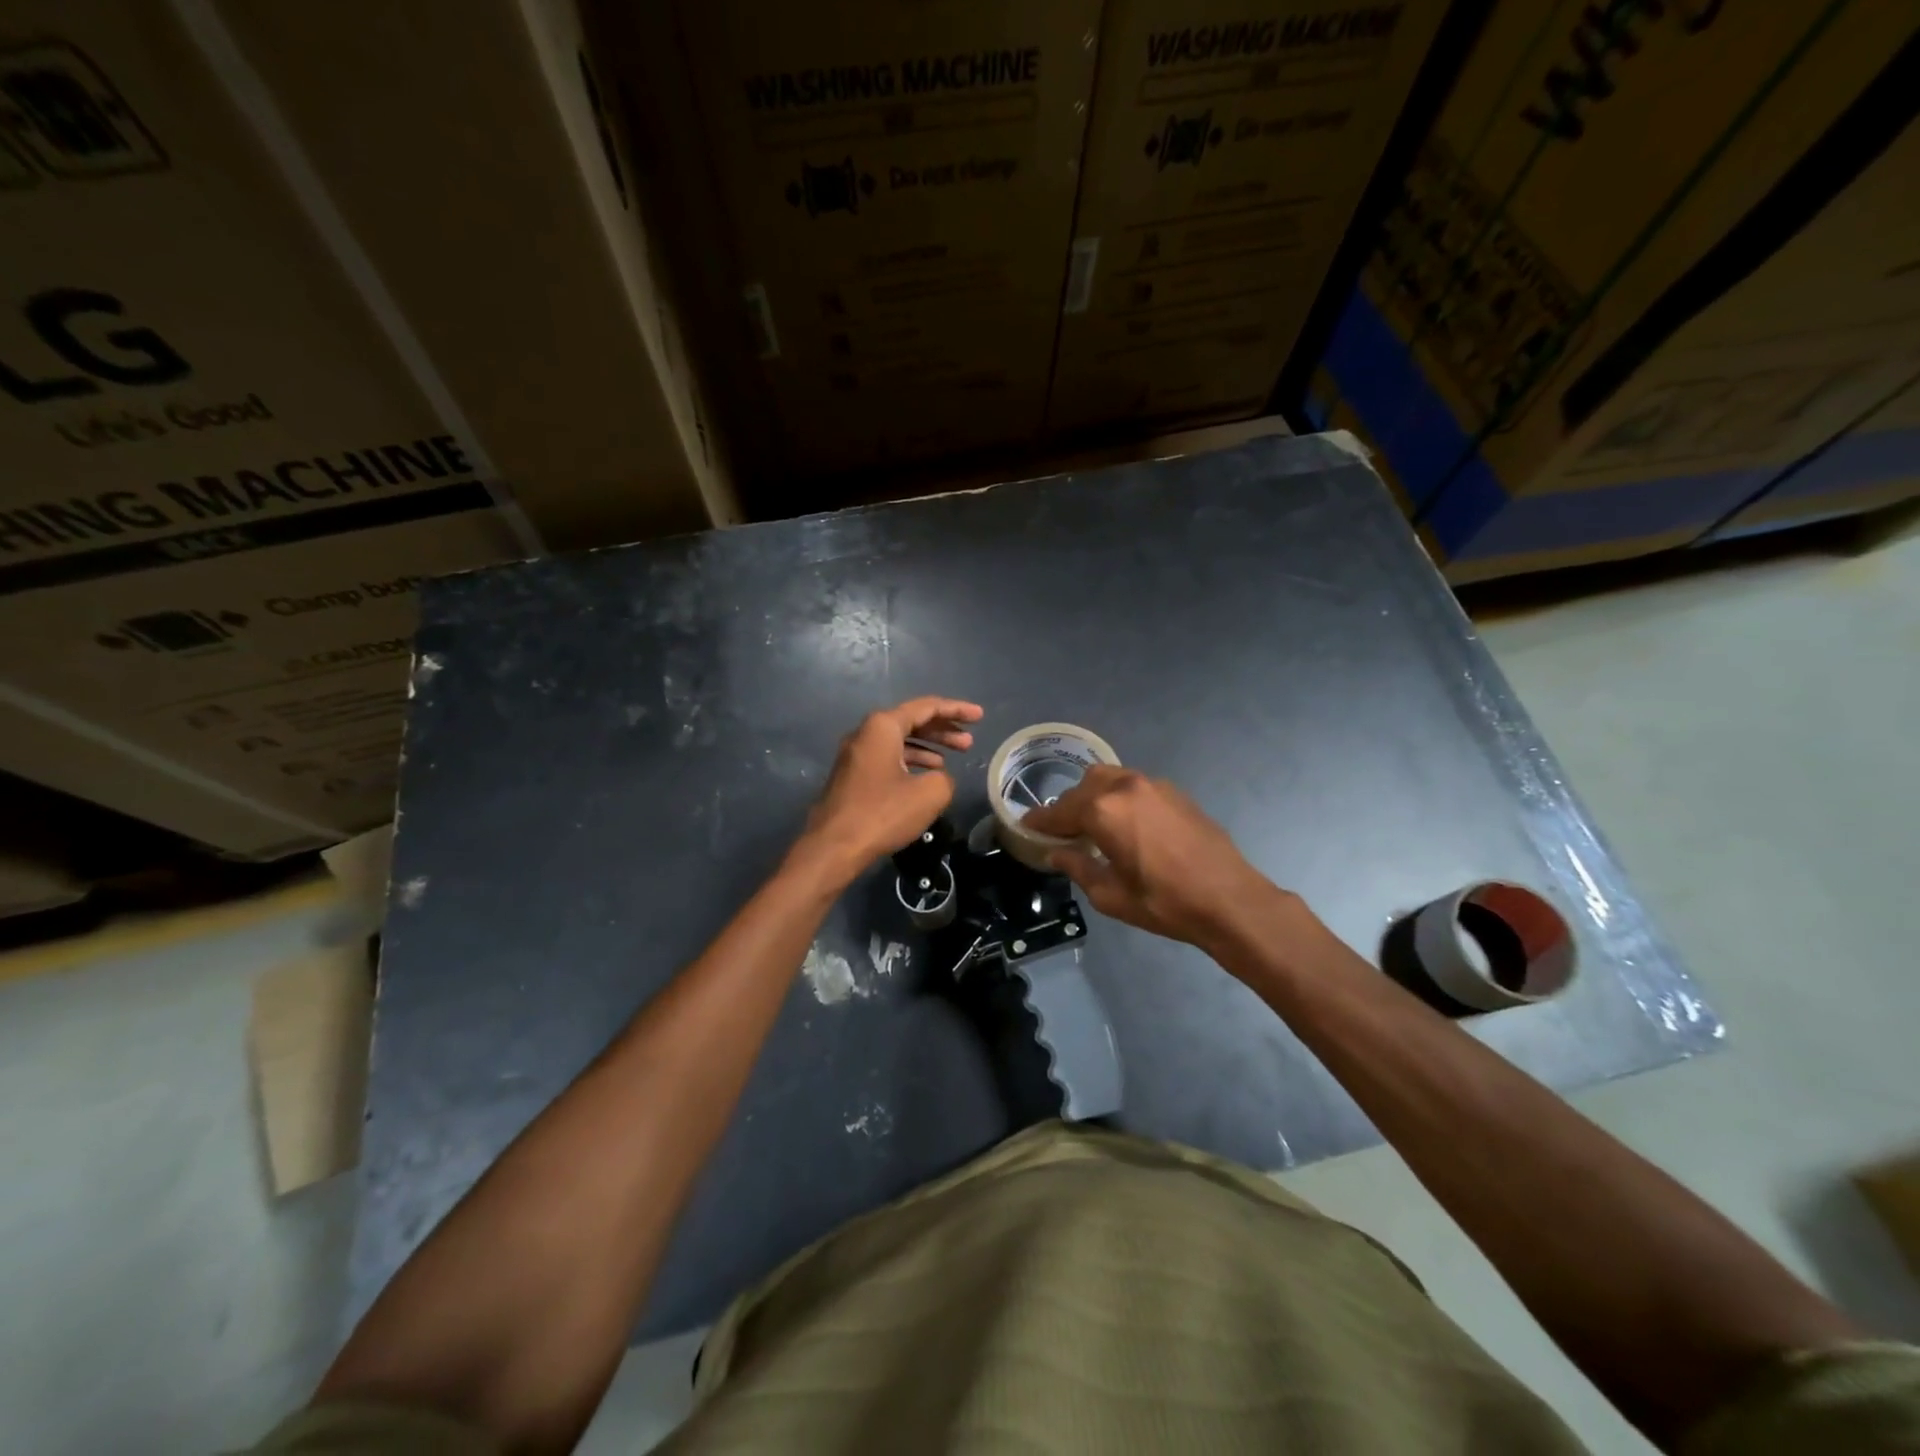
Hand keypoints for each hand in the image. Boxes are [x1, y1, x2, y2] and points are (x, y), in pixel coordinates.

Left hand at [795, 696, 983, 884]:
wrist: (834, 846)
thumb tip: (938, 779)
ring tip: (953, 758)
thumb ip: (945, 778)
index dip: (957, 710)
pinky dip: (911, 761)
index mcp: (883, 726)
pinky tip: (926, 776)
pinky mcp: (852, 775)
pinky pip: (888, 757)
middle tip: (969, 742)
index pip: (927, 707)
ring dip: (928, 746)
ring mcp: (855, 754)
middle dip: (943, 729)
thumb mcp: (929, 794)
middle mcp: (866, 733)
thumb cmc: (882, 813)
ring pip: (899, 740)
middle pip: (911, 721)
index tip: (980, 717)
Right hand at [1021, 765, 1289, 948]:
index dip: (1040, 822)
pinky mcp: (1174, 791)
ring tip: (1093, 824)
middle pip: (1082, 787)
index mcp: (1103, 811)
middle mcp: (1124, 787)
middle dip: (1068, 807)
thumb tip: (1057, 854)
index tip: (1026, 826)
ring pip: (1109, 779)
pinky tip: (1125, 822)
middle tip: (1063, 832)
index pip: (1059, 812)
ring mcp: (1152, 785)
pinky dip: (1119, 797)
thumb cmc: (1164, 903)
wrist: (1229, 899)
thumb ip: (1078, 868)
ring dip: (1094, 797)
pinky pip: (1133, 785)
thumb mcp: (1110, 895)